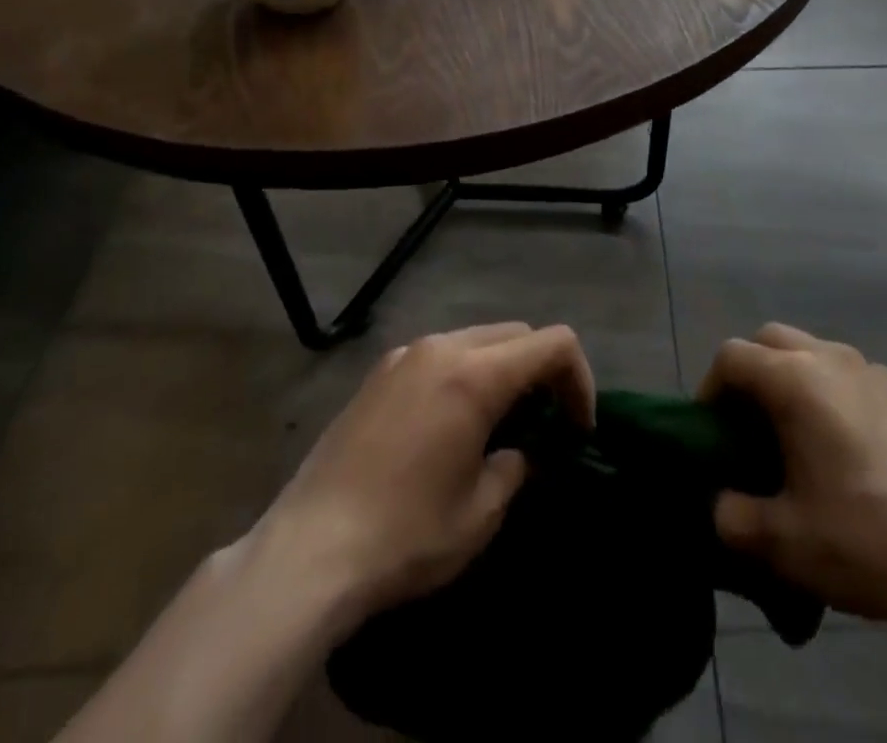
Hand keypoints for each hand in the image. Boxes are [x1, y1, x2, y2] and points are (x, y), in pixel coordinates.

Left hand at [254, 322, 594, 627]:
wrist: (307, 552)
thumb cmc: (405, 535)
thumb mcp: (480, 513)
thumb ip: (517, 466)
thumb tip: (523, 451)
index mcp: (475, 374)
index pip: (553, 343)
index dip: (579, 379)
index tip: (577, 426)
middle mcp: (442, 348)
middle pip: (516, 334)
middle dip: (542, 370)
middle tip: (544, 423)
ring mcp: (405, 355)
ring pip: (476, 339)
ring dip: (502, 369)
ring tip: (498, 423)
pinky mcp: (379, 373)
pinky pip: (439, 354)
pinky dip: (463, 373)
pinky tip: (450, 423)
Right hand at [699, 323, 886, 634]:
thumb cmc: (865, 541)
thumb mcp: (782, 542)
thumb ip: (731, 516)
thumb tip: (721, 502)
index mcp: (797, 380)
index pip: (732, 356)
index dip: (711, 388)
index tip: (713, 431)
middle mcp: (831, 358)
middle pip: (770, 339)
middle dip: (749, 371)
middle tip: (748, 425)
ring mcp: (872, 370)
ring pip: (811, 350)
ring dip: (789, 377)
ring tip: (794, 435)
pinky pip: (847, 373)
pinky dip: (827, 391)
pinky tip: (843, 447)